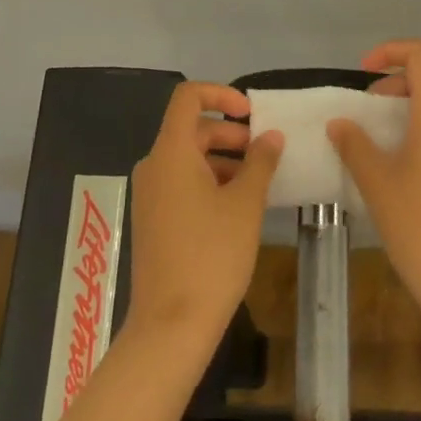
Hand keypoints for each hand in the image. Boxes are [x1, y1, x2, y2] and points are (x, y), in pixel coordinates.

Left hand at [126, 81, 282, 351]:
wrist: (171, 326)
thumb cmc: (212, 256)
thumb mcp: (246, 204)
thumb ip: (260, 162)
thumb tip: (271, 136)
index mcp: (171, 153)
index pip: (188, 98)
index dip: (221, 94)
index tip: (252, 113)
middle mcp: (153, 166)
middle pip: (191, 129)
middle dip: (229, 133)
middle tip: (263, 152)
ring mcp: (149, 194)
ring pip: (187, 158)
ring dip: (222, 159)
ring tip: (256, 182)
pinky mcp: (151, 219)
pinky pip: (180, 182)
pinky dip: (208, 181)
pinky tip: (236, 206)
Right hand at [328, 39, 420, 325]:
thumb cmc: (418, 224)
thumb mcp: (376, 182)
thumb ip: (355, 144)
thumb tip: (340, 123)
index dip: (390, 52)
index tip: (363, 73)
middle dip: (391, 87)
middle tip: (362, 114)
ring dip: (403, 113)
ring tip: (374, 144)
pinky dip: (418, 133)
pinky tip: (398, 168)